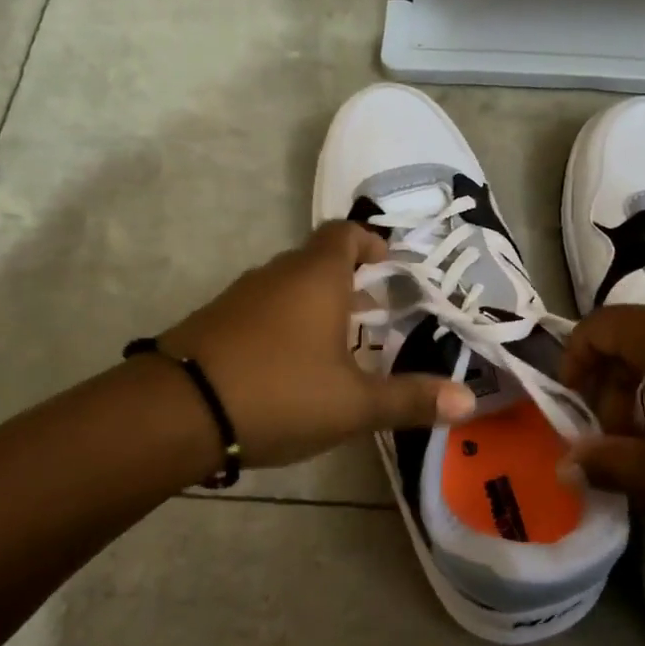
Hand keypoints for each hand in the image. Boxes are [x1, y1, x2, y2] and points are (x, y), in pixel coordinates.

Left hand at [159, 221, 474, 468]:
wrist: (176, 411)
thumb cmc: (279, 393)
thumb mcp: (353, 404)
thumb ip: (410, 399)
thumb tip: (468, 401)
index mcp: (316, 277)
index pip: (344, 234)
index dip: (369, 242)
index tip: (388, 263)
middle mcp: (278, 275)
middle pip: (317, 260)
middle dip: (349, 281)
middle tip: (377, 311)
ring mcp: (240, 296)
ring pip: (288, 287)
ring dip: (316, 304)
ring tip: (341, 342)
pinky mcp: (214, 321)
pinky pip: (262, 310)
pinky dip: (285, 323)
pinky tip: (292, 365)